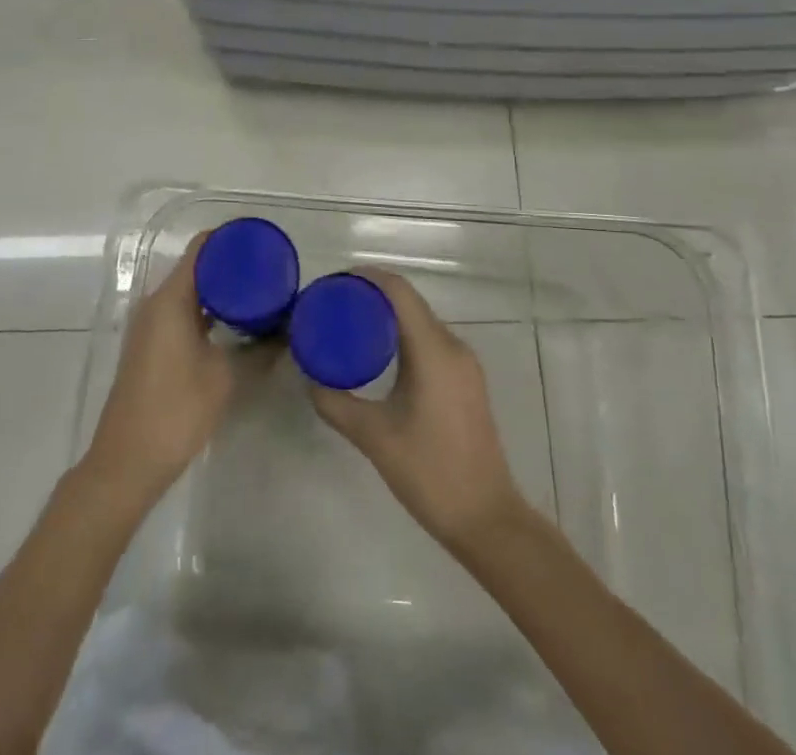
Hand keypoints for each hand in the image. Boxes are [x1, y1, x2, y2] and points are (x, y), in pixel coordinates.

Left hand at [82, 234, 266, 512]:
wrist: (127, 462)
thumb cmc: (176, 411)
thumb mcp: (225, 377)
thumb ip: (260, 349)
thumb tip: (289, 331)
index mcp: (171, 299)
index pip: (201, 249)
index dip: (230, 239)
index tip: (262, 242)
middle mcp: (156, 303)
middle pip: (195, 267)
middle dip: (230, 265)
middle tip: (269, 270)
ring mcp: (150, 326)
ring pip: (189, 292)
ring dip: (220, 290)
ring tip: (259, 293)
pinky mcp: (151, 346)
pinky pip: (182, 312)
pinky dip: (207, 310)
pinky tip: (234, 323)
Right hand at [307, 272, 529, 552]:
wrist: (487, 519)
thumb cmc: (430, 473)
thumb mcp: (374, 437)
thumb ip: (336, 403)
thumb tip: (309, 377)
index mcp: (433, 350)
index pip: (399, 291)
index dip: (366, 277)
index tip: (333, 283)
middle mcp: (453, 346)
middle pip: (409, 302)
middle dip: (371, 295)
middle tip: (333, 305)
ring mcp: (464, 363)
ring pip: (420, 321)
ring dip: (388, 315)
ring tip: (350, 325)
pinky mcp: (466, 380)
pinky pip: (430, 340)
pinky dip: (403, 335)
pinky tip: (380, 354)